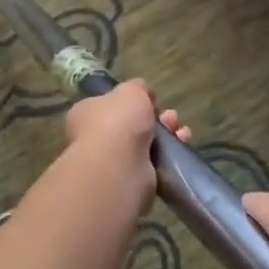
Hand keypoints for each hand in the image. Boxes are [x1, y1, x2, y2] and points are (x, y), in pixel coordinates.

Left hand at [63, 79, 189, 216]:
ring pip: (147, 144)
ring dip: (167, 134)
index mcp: (86, 114)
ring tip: (179, 130)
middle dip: (156, 118)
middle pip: (132, 124)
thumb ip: (138, 88)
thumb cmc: (117, 121)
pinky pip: (155, 164)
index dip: (132, 101)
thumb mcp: (130, 90)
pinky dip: (170, 155)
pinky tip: (182, 144)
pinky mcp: (131, 181)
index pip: (110, 105)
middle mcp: (96, 139)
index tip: (151, 100)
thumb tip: (143, 94)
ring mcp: (113, 162)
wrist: (119, 167)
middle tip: (170, 116)